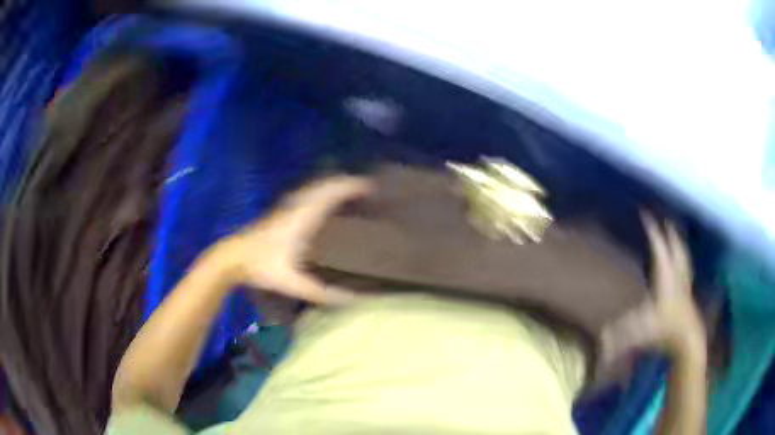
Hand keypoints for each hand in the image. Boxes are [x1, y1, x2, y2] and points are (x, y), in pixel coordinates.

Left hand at [215, 176, 371, 304]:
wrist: (233, 257)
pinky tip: (323, 201)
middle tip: (366, 189)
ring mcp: (288, 207)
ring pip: (315, 188)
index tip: (371, 187)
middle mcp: (297, 206)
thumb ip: (322, 293)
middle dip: (346, 183)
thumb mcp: (294, 283)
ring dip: (333, 185)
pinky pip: (307, 194)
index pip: (331, 193)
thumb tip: (352, 299)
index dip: (351, 187)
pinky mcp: (281, 211)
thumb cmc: (263, 266)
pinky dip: (321, 192)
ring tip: (350, 192)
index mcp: (303, 218)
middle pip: (325, 185)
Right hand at [601, 214, 705, 363]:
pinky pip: (687, 270)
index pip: (658, 247)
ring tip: (677, 236)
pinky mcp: (688, 295)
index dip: (652, 230)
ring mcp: (684, 284)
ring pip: (683, 257)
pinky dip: (685, 262)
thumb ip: (619, 332)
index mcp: (665, 277)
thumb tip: (599, 335)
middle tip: (666, 220)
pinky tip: (684, 264)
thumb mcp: (639, 331)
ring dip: (680, 245)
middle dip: (670, 233)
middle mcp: (676, 275)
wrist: (688, 340)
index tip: (645, 213)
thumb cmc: (664, 332)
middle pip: (675, 247)